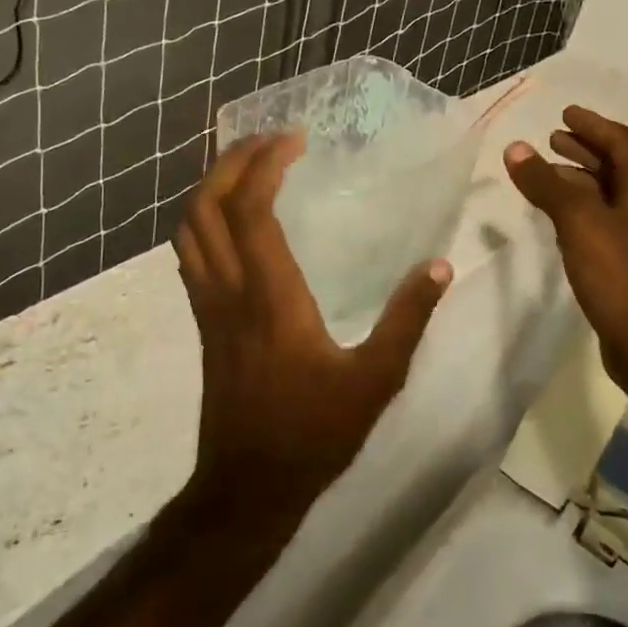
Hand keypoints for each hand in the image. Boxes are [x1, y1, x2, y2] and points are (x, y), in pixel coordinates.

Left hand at [174, 132, 452, 521]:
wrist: (248, 487)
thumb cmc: (314, 433)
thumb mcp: (376, 379)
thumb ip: (408, 319)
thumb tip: (439, 267)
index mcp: (270, 296)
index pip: (250, 210)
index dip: (264, 164)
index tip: (293, 139)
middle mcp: (229, 290)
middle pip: (206, 206)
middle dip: (231, 161)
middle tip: (269, 140)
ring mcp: (209, 306)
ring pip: (188, 228)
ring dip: (212, 186)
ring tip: (247, 166)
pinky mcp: (204, 322)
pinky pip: (190, 253)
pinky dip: (204, 218)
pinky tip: (233, 220)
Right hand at [504, 106, 627, 389]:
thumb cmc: (618, 274)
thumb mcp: (578, 221)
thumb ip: (546, 184)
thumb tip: (515, 148)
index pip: (620, 142)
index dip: (592, 125)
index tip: (565, 113)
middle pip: (615, 165)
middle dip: (584, 149)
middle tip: (552, 138)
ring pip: (607, 193)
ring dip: (579, 178)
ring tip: (547, 172)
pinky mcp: (627, 261)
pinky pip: (601, 219)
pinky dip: (579, 207)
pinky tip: (557, 217)